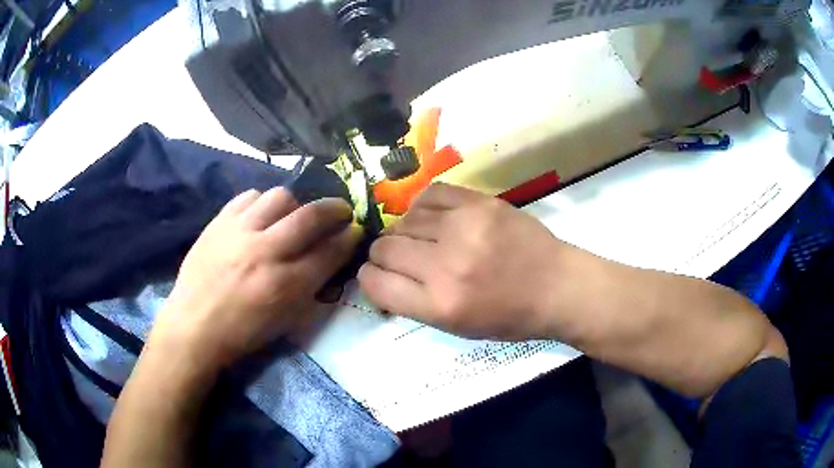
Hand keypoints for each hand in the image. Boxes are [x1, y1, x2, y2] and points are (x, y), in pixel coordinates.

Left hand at [154, 188, 361, 371]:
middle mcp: (265, 252)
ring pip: (280, 197)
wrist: (194, 326)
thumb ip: (311, 287)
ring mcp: (239, 232)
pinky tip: (260, 216)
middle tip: (341, 210)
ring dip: (295, 205)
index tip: (355, 229)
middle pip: (310, 216)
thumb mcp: (286, 321)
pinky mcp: (219, 222)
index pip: (329, 251)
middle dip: (334, 209)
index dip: (348, 237)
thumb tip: (330, 257)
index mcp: (285, 285)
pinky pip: (248, 197)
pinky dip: (262, 203)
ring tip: (292, 215)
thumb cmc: (242, 332)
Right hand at [359, 183, 575, 340]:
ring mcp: (464, 228)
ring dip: (404, 232)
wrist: (558, 286)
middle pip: (384, 248)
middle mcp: (446, 266)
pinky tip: (433, 218)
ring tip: (423, 239)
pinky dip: (423, 207)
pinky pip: (429, 194)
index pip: (375, 282)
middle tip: (403, 259)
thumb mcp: (457, 328)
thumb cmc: (510, 317)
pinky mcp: (480, 203)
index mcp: (439, 305)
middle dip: (385, 256)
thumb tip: (381, 276)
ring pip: (403, 220)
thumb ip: (414, 302)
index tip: (379, 276)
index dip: (370, 278)